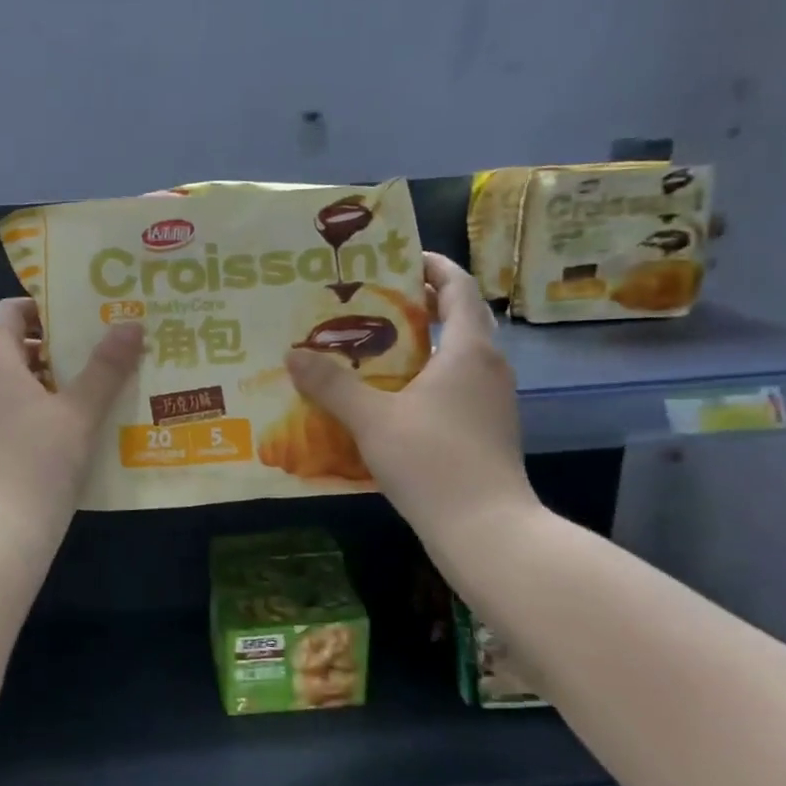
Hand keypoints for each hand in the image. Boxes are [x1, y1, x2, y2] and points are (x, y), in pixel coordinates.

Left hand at [0, 299, 143, 550]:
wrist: (1, 536)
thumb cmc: (41, 463)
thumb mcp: (81, 413)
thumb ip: (106, 367)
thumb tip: (130, 324)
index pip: (8, 312)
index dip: (42, 307)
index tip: (79, 315)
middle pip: (12, 348)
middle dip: (55, 348)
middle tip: (98, 352)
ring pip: (12, 386)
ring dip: (49, 383)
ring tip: (93, 392)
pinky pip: (7, 416)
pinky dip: (35, 413)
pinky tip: (69, 434)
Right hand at [285, 252, 538, 559]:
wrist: (486, 529)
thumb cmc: (432, 460)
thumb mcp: (372, 419)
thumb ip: (332, 384)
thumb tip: (293, 354)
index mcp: (468, 350)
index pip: (458, 288)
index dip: (432, 266)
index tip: (400, 256)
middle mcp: (488, 367)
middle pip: (460, 318)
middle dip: (423, 302)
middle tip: (376, 298)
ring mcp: (492, 401)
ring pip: (459, 355)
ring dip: (425, 342)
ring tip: (376, 343)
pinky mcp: (488, 429)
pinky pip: (457, 385)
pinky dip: (429, 376)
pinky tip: (393, 396)